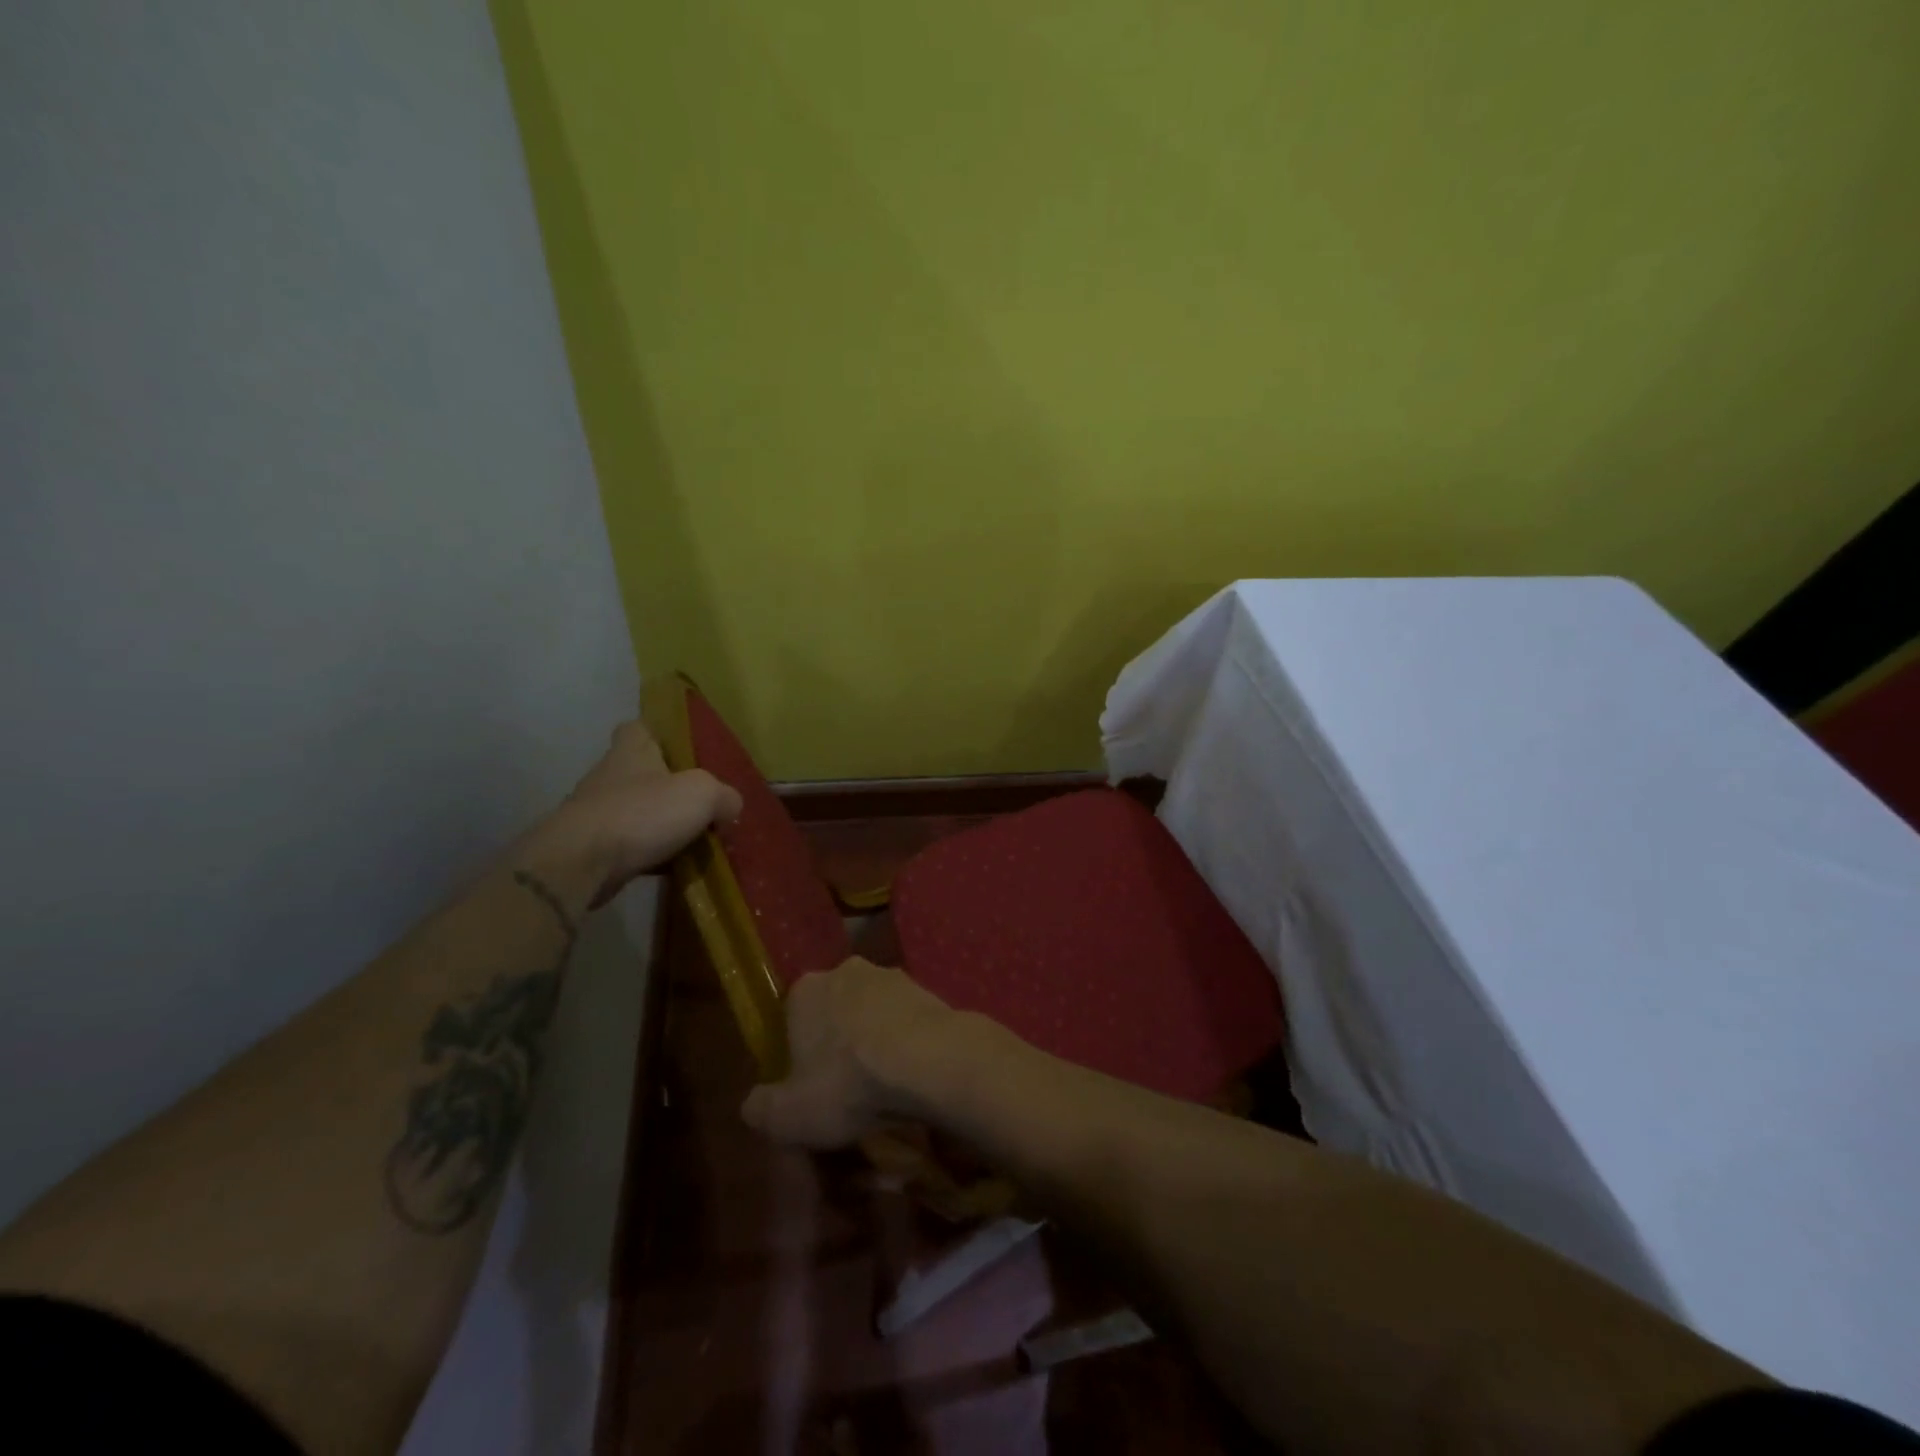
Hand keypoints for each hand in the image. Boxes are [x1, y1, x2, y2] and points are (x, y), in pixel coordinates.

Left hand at [522, 718, 742, 906]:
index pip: (640, 727)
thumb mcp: (703, 794)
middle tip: (702, 803)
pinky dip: (650, 853)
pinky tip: (673, 866)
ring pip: (638, 811)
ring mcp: (597, 812)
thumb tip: (729, 808)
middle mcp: (610, 775)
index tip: (683, 752)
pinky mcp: (592, 846)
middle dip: (669, 787)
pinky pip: (630, 844)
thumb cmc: (643, 813)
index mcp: (632, 749)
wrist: (582, 864)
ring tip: (694, 840)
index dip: (660, 734)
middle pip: (643, 772)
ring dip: (660, 824)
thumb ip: (725, 796)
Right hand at [741, 958, 959, 1148]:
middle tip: (847, 1087)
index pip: (791, 1016)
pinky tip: (912, 1074)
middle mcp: (846, 970)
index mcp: (805, 990)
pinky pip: (905, 1019)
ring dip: (875, 1039)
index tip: (808, 1084)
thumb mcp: (788, 1116)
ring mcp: (890, 976)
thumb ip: (760, 1108)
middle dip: (838, 1041)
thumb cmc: (848, 1082)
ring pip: (872, 1012)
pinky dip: (905, 1041)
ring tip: (884, 1085)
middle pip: (834, 1009)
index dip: (797, 1051)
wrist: (929, 1060)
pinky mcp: (927, 988)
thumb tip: (753, 1103)